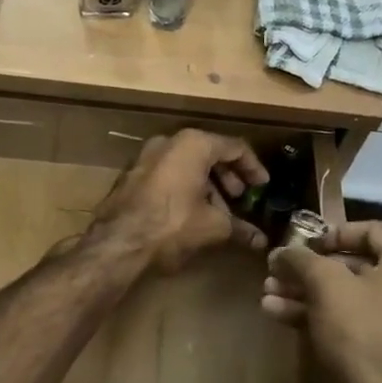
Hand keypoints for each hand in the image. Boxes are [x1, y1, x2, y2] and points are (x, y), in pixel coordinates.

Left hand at [88, 130, 268, 272]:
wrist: (118, 240)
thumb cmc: (173, 223)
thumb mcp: (212, 226)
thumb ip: (239, 228)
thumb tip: (261, 241)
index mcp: (194, 144)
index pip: (234, 148)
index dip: (253, 168)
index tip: (262, 187)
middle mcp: (169, 141)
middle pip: (209, 153)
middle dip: (228, 178)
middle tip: (240, 199)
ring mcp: (147, 155)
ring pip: (186, 163)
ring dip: (207, 185)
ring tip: (218, 212)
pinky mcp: (132, 173)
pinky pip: (168, 173)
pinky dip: (184, 187)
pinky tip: (191, 213)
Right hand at [261, 221, 381, 382]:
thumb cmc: (360, 331)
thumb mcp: (325, 284)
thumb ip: (301, 259)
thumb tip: (281, 251)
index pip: (370, 230)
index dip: (330, 233)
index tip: (301, 244)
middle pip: (356, 267)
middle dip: (309, 270)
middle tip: (277, 273)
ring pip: (352, 298)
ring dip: (308, 294)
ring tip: (269, 296)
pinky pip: (358, 324)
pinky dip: (323, 317)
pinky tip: (280, 316)